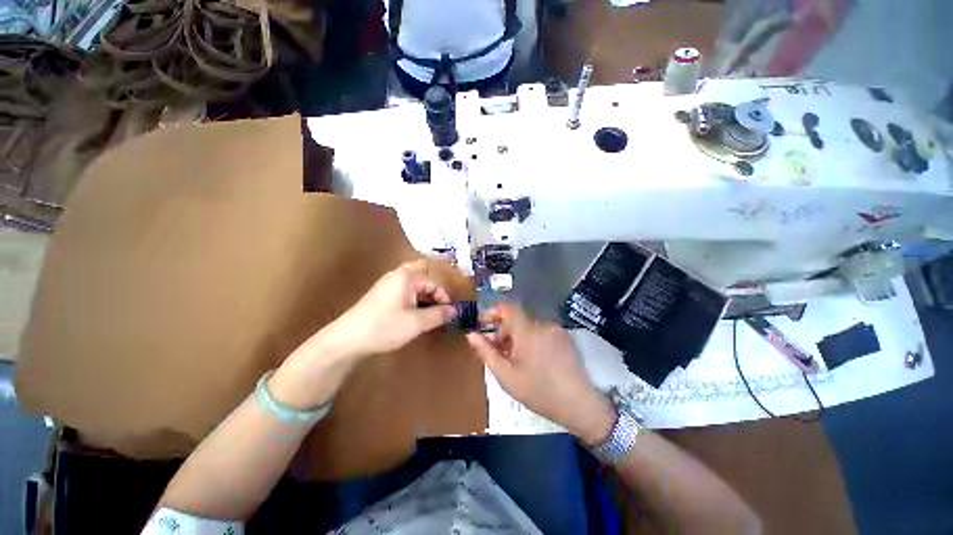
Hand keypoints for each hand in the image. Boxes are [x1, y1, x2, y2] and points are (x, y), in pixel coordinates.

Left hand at [270, 259, 456, 408]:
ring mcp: (389, 282)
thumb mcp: (416, 323)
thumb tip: (455, 310)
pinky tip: (416, 311)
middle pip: (424, 274)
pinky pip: (406, 288)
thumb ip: (439, 315)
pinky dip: (415, 297)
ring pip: (415, 282)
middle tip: (442, 305)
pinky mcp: (383, 293)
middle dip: (436, 290)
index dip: (445, 298)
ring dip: (426, 293)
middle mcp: (398, 274)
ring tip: (431, 311)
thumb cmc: (385, 327)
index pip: (435, 283)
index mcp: (408, 277)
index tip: (449, 314)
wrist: (347, 339)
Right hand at [466, 304, 616, 445]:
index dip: (494, 312)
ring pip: (529, 325)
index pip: (508, 307)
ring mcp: (556, 330)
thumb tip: (471, 334)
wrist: (579, 405)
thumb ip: (486, 352)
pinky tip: (533, 359)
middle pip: (518, 318)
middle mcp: (543, 324)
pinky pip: (542, 331)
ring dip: (518, 336)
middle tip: (499, 350)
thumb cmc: (538, 391)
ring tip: (516, 358)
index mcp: (528, 330)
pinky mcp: (565, 337)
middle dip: (504, 330)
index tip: (485, 324)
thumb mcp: (506, 375)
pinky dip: (532, 338)